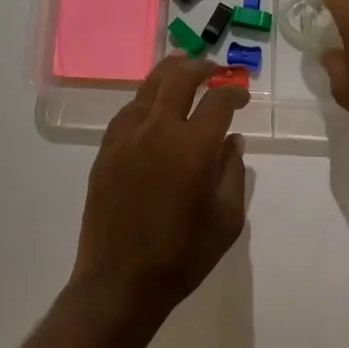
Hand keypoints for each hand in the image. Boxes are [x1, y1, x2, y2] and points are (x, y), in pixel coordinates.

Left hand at [70, 56, 250, 317]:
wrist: (119, 282)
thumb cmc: (182, 256)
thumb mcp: (227, 220)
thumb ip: (233, 172)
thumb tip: (232, 139)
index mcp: (194, 147)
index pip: (218, 101)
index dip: (234, 92)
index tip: (242, 96)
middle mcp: (159, 130)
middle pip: (180, 79)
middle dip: (202, 68)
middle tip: (215, 69)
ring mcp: (127, 137)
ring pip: (149, 87)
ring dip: (171, 72)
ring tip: (183, 65)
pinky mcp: (106, 149)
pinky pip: (128, 110)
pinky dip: (146, 98)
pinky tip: (152, 102)